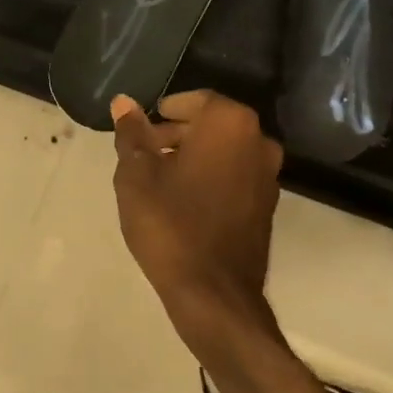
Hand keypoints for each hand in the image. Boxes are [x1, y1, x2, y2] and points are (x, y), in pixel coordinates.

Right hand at [110, 90, 283, 357]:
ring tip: (160, 181)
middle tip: (145, 155)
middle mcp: (259, 142)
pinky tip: (184, 203)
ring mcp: (269, 176)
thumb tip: (123, 102)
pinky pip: (236, 178)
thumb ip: (132, 135)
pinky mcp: (267, 206)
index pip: (196, 100)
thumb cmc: (169, 225)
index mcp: (229, 124)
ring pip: (226, 152)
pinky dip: (212, 179)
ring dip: (195, 158)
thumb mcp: (136, 177)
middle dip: (178, 135)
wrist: (213, 291)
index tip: (144, 129)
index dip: (166, 111)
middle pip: (214, 125)